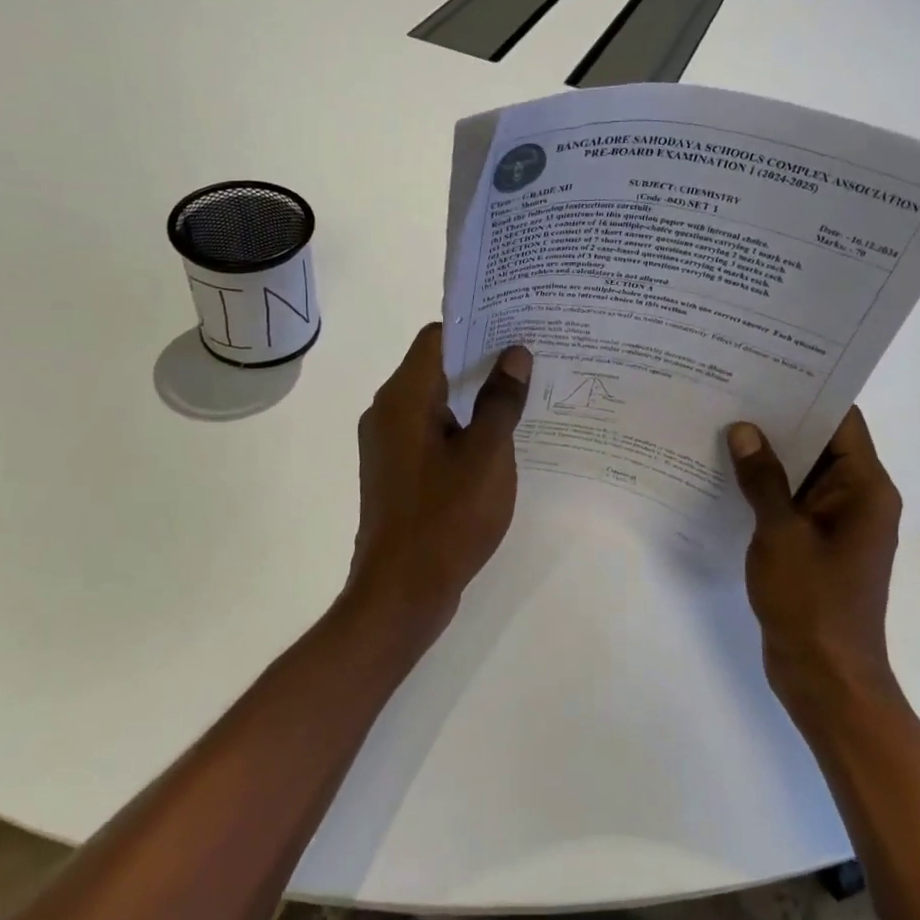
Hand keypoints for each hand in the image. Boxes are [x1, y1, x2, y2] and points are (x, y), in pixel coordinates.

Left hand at [348, 324, 531, 635]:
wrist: (401, 593)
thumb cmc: (446, 517)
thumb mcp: (487, 455)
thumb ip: (501, 401)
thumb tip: (514, 354)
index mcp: (403, 397)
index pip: (438, 337)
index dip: (478, 326)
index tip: (518, 326)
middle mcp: (387, 412)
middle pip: (437, 367)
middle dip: (483, 361)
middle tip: (532, 359)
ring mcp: (389, 445)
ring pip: (436, 403)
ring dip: (475, 397)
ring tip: (524, 395)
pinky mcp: (397, 472)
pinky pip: (432, 433)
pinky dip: (462, 428)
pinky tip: (499, 440)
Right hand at [726, 408, 903, 724]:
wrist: (825, 678)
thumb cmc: (812, 603)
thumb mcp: (782, 535)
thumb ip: (763, 479)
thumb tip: (745, 430)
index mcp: (865, 488)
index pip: (842, 420)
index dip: (808, 390)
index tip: (765, 367)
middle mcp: (856, 498)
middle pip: (820, 442)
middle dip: (778, 419)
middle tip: (730, 389)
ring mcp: (835, 523)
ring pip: (802, 472)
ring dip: (768, 454)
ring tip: (720, 422)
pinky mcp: (814, 544)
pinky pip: (790, 502)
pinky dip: (764, 487)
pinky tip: (725, 472)